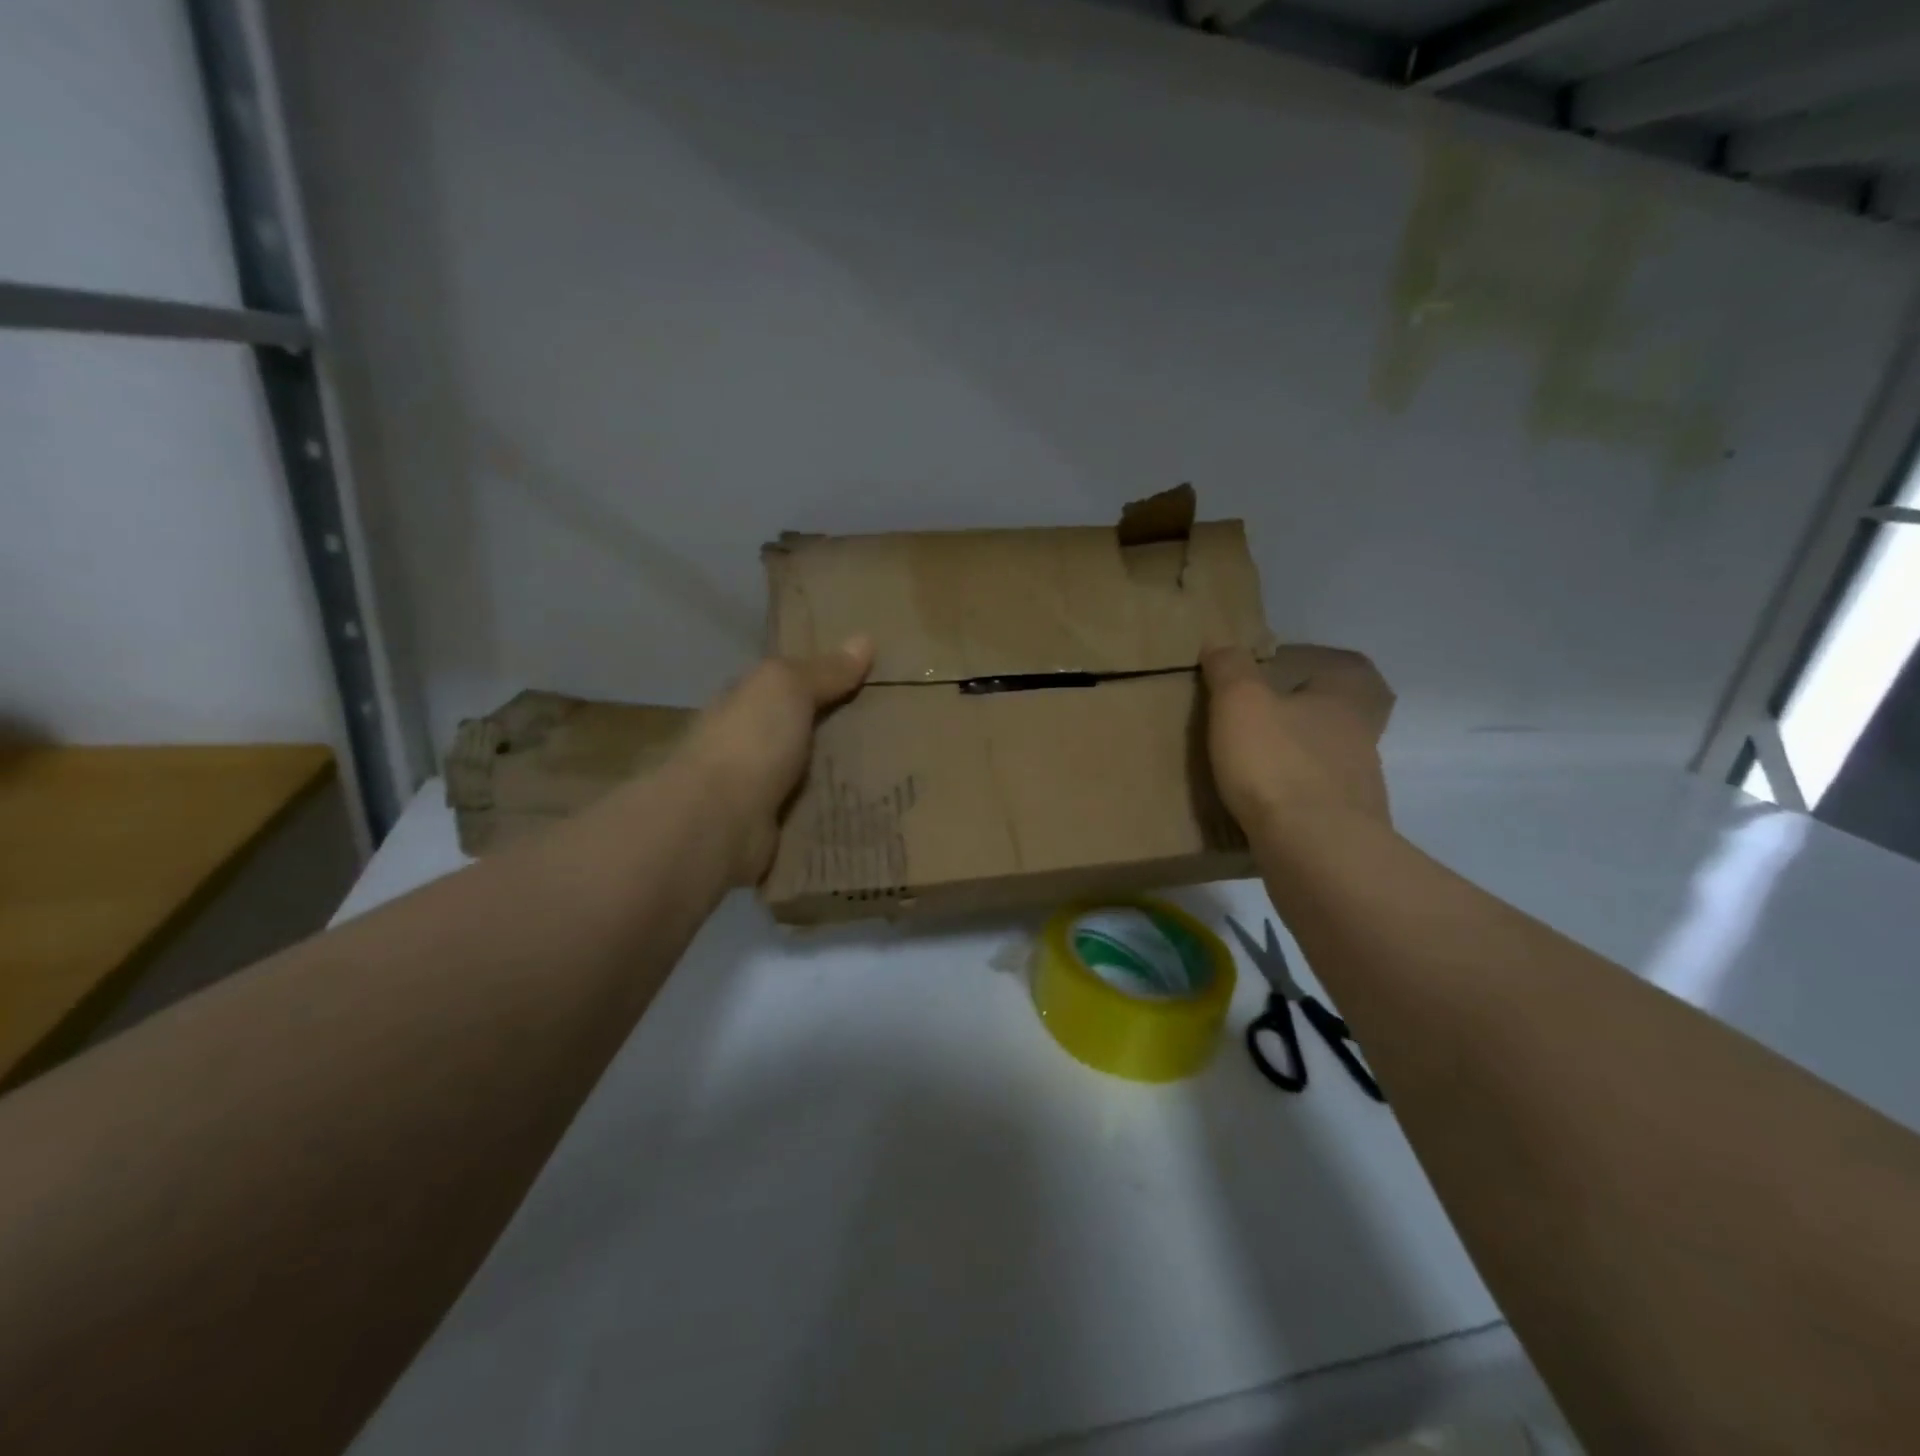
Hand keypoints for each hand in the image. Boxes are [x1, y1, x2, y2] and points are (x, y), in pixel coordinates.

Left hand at [678, 636, 874, 883]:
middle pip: (801, 729)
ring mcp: (758, 787)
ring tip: (897, 768)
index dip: (821, 677)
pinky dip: (838, 809)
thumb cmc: (750, 742)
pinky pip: (814, 811)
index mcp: (743, 702)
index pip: (784, 684)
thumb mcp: (788, 688)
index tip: (869, 679)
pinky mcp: (773, 826)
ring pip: (811, 772)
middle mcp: (746, 742)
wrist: (720, 822)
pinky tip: (875, 806)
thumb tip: (865, 639)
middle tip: (896, 725)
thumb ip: (824, 670)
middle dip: (840, 727)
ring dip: (843, 772)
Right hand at [1201, 645, 1394, 836]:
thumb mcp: (1240, 703)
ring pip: (1329, 761)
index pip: (1349, 669)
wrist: (1314, 850)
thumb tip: (1221, 642)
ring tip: (1253, 766)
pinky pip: (1318, 803)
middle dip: (1304, 716)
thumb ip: (1230, 668)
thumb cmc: (1277, 763)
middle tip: (1263, 720)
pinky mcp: (1344, 829)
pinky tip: (1263, 807)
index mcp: (1343, 702)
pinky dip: (1294, 800)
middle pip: (1339, 717)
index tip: (1283, 669)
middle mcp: (1360, 740)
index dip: (1320, 663)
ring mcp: (1358, 789)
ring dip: (1298, 759)